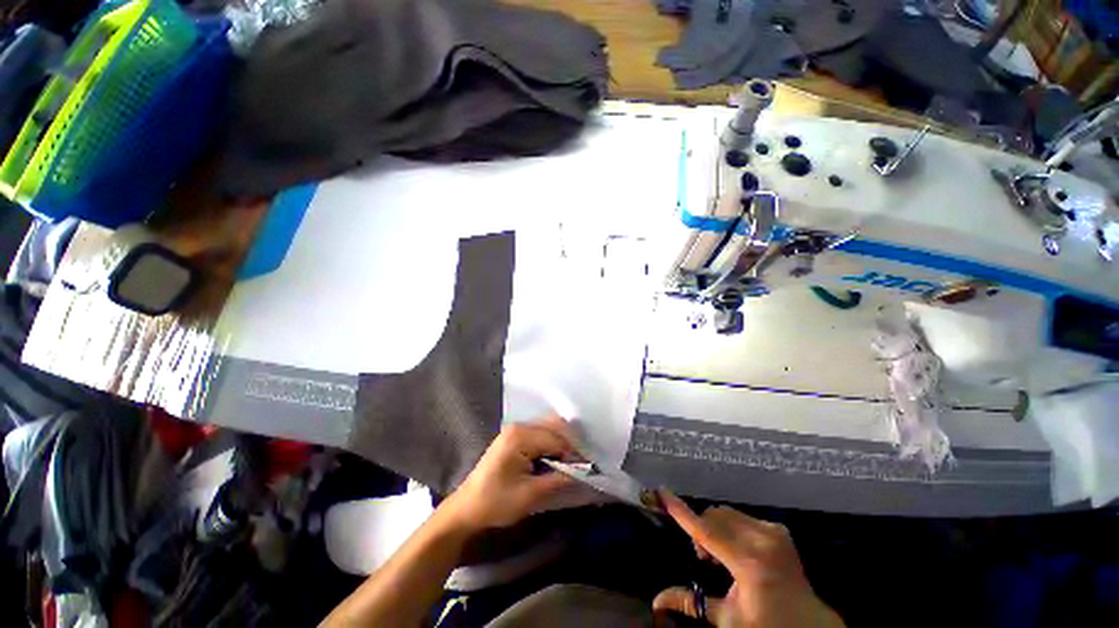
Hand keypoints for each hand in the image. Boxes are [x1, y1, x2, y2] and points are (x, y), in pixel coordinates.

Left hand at [442, 416, 579, 532]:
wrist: (466, 508)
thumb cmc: (495, 502)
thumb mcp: (530, 495)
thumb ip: (558, 480)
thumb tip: (583, 473)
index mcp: (521, 436)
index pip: (557, 439)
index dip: (573, 455)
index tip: (586, 471)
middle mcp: (519, 426)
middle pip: (554, 427)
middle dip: (570, 445)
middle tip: (579, 466)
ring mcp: (516, 429)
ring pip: (549, 428)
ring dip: (561, 444)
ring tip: (569, 464)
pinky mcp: (515, 437)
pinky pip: (540, 434)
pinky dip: (552, 444)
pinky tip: (555, 460)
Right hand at [653, 491, 844, 627]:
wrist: (809, 624)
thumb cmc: (765, 625)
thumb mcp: (728, 620)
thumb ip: (691, 603)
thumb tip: (656, 599)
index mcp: (749, 564)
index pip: (706, 531)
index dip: (681, 511)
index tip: (661, 491)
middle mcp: (762, 540)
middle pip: (715, 516)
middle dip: (702, 530)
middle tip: (706, 558)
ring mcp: (773, 531)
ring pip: (727, 513)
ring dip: (716, 527)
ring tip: (723, 554)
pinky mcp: (779, 529)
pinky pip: (743, 516)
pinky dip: (732, 527)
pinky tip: (739, 549)